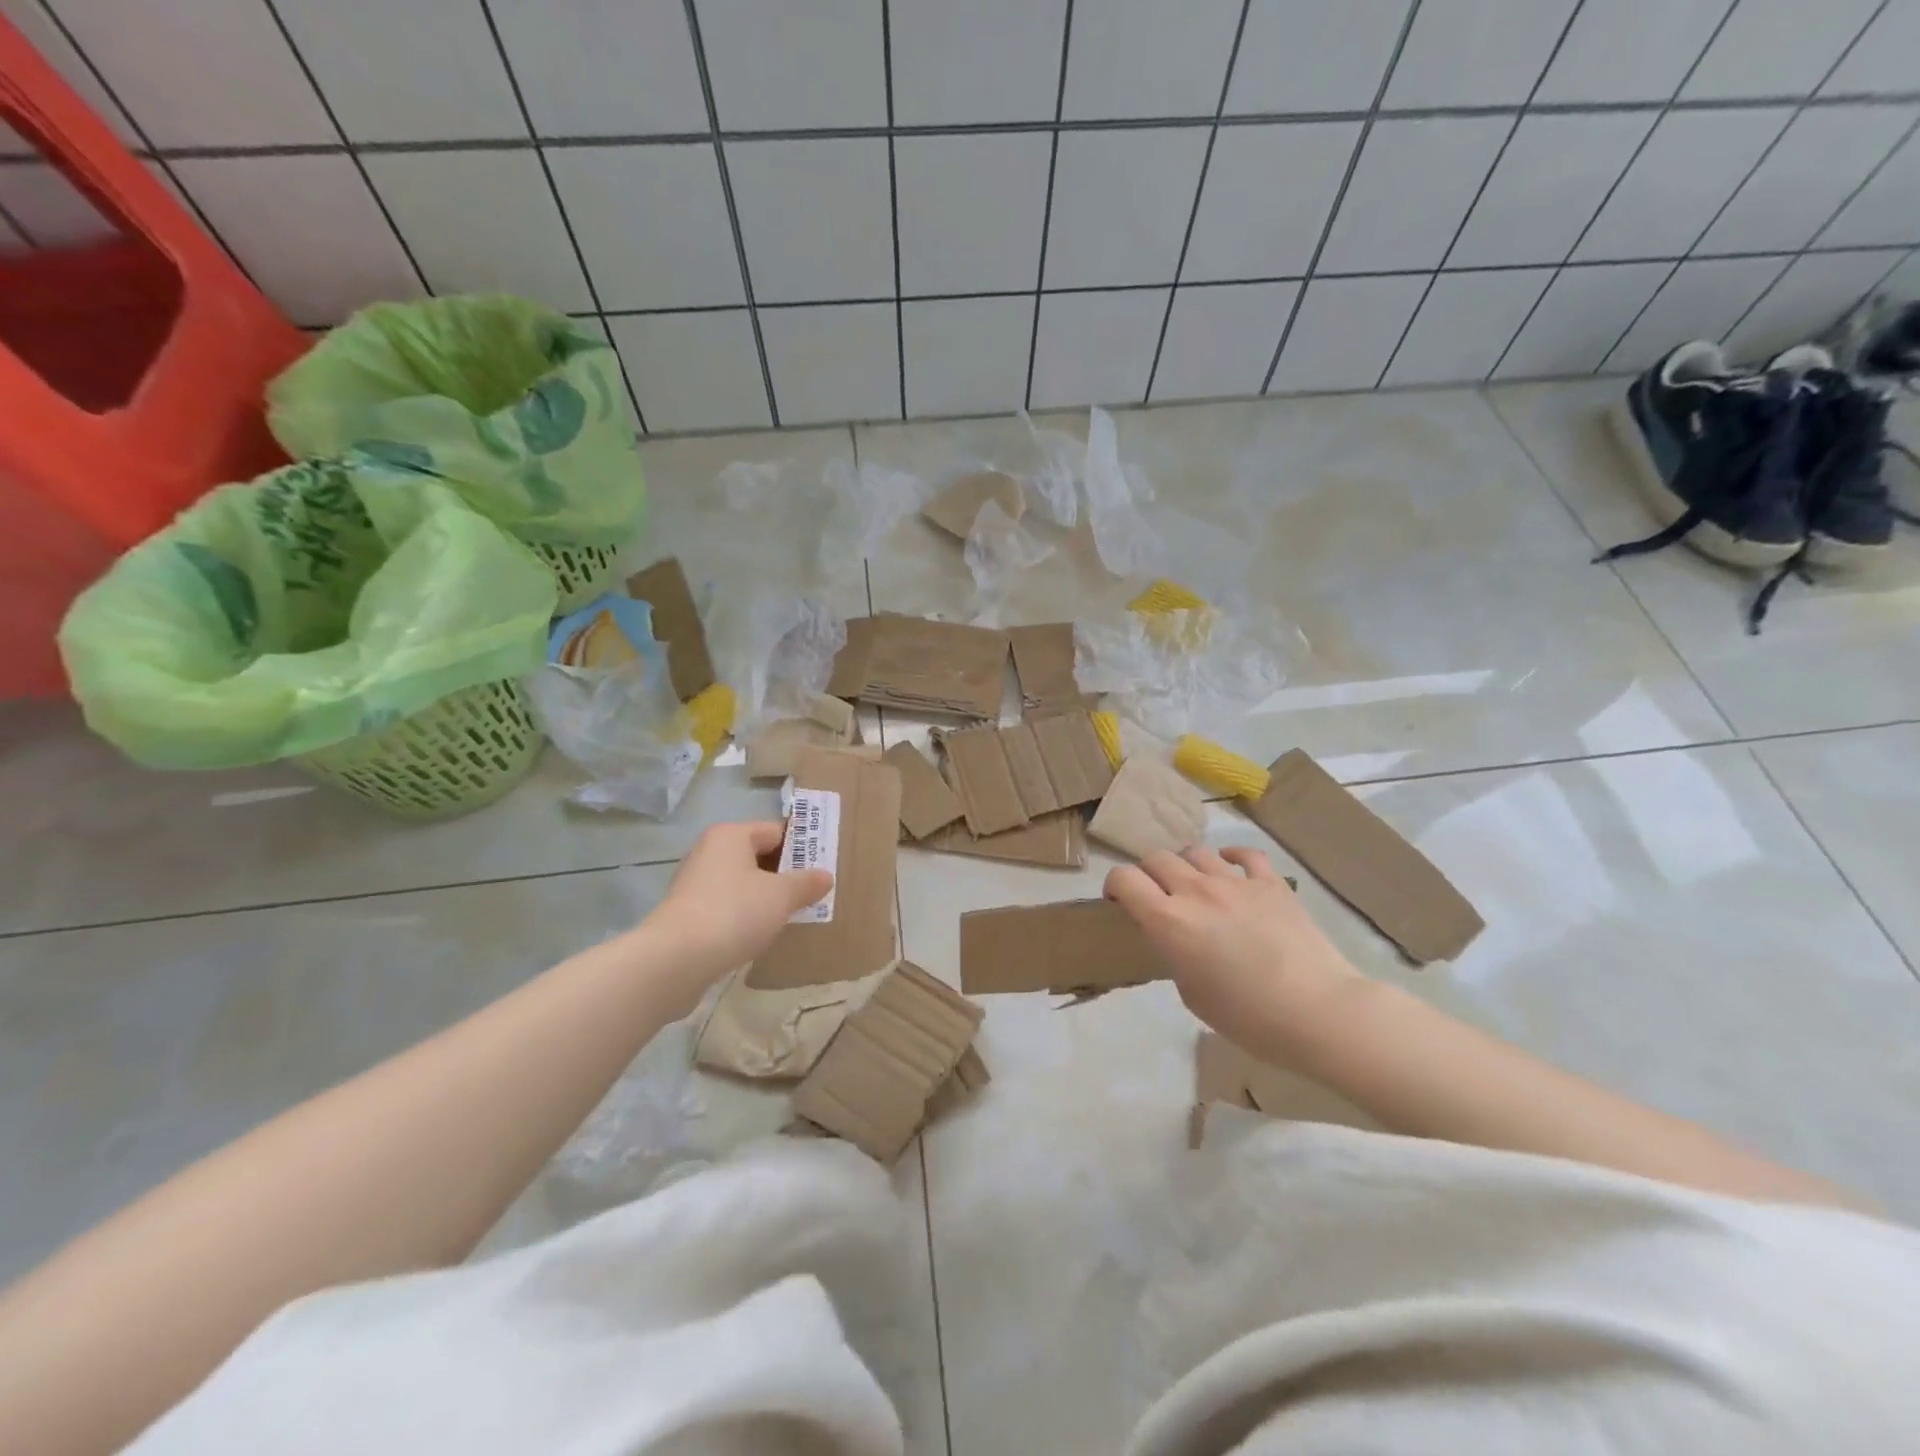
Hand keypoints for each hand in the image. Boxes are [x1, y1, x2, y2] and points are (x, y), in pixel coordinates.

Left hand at [640, 821, 832, 1011]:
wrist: (676, 961)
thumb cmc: (734, 913)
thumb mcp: (782, 896)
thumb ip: (806, 883)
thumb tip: (825, 876)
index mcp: (731, 836)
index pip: (775, 831)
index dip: (801, 848)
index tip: (821, 869)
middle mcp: (709, 853)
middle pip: (757, 857)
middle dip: (784, 875)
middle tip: (811, 895)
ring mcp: (694, 885)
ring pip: (742, 885)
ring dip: (764, 899)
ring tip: (790, 917)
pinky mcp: (687, 916)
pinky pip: (727, 908)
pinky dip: (744, 918)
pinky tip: (759, 936)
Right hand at [1104, 845, 1359, 1050]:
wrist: (1318, 1011)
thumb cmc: (1248, 1018)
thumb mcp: (1192, 994)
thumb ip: (1175, 954)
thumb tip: (1179, 938)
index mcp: (1169, 921)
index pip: (1124, 879)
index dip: (1114, 886)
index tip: (1119, 902)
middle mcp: (1196, 891)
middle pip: (1156, 858)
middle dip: (1148, 874)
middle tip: (1157, 896)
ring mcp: (1235, 882)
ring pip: (1195, 851)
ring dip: (1187, 866)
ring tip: (1195, 886)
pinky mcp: (1271, 882)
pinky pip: (1244, 854)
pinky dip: (1231, 857)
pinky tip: (1231, 867)